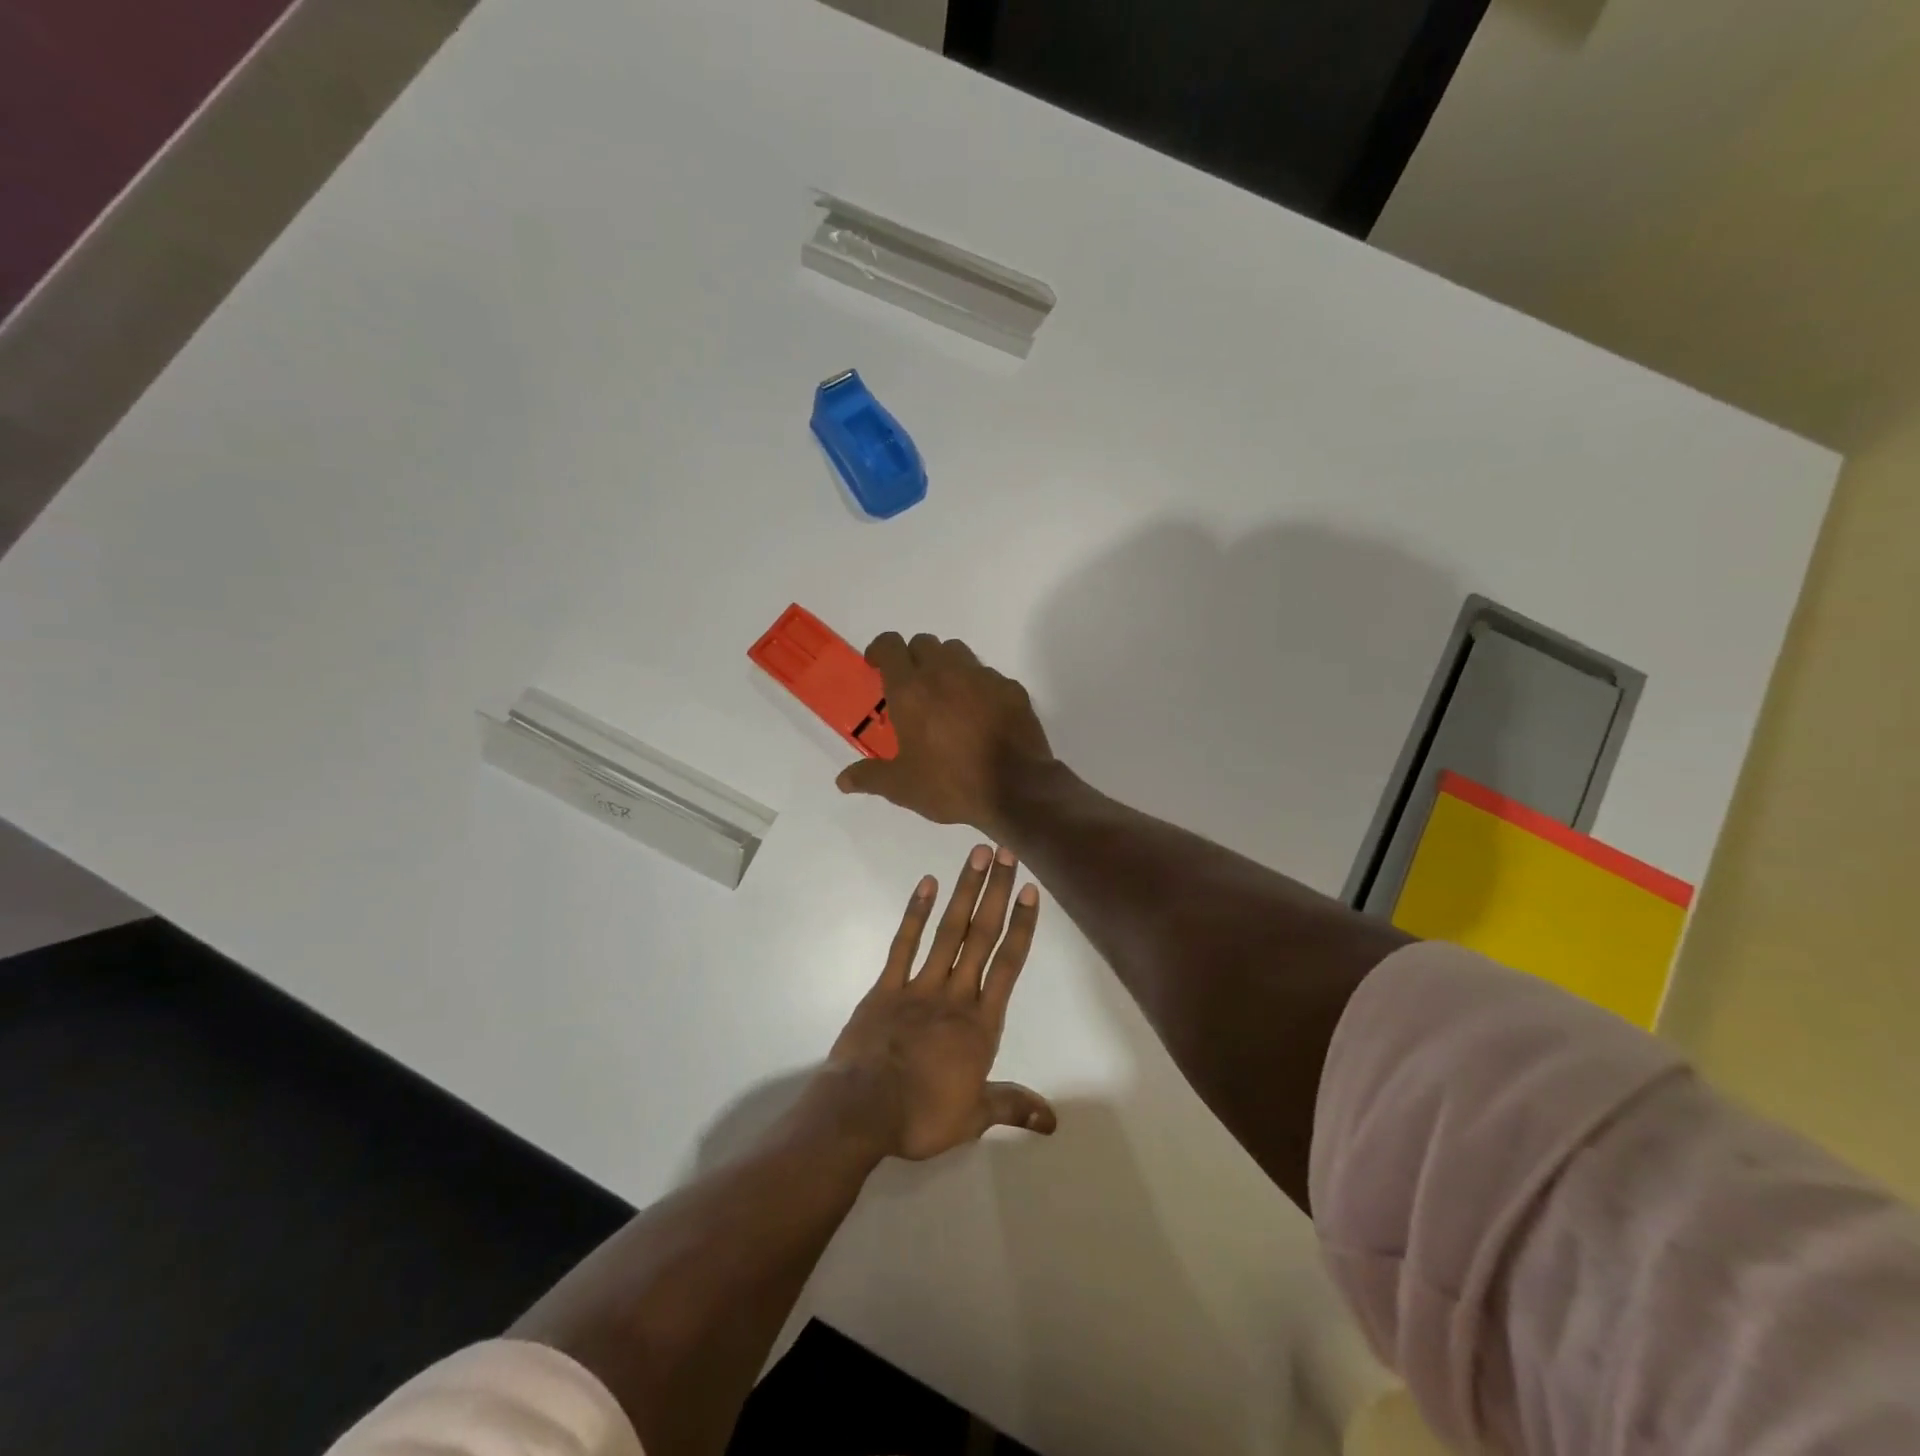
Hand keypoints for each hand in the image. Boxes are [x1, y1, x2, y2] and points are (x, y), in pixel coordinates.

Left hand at [824, 844, 1055, 1161]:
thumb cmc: (922, 1116)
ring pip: (948, 930)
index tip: (1030, 891)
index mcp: (980, 1024)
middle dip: (996, 892)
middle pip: (981, 936)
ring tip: (976, 856)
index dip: (1021, 926)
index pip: (1008, 965)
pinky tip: (926, 884)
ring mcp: (919, 986)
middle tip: (1006, 853)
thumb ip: (1013, 1107)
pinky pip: (904, 944)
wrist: (862, 1111)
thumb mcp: (974, 1117)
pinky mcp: (887, 987)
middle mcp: (956, 995)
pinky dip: (915, 913)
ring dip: (964, 891)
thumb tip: (1053, 1121)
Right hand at [835, 633, 1053, 835]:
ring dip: (946, 665)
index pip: (890, 645)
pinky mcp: (1011, 688)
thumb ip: (870, 777)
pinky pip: (988, 674)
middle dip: (913, 657)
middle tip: (912, 687)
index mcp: (911, 690)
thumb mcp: (903, 787)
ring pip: (957, 652)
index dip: (880, 650)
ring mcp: (982, 677)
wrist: (1017, 789)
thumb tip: (842, 780)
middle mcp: (945, 673)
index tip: (877, 666)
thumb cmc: (951, 784)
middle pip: (924, 643)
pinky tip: (980, 713)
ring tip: (945, 696)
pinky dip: (978, 685)